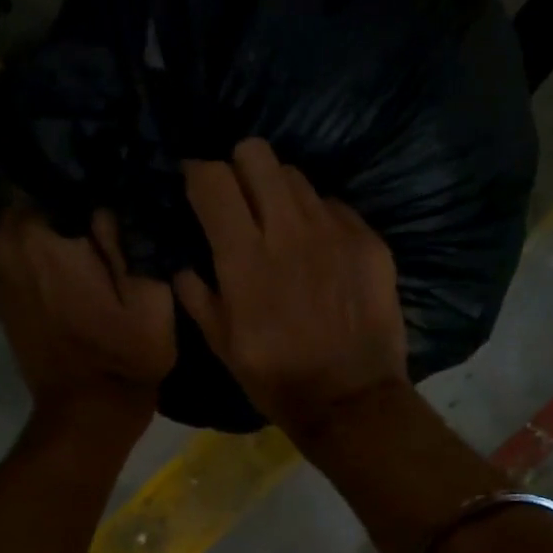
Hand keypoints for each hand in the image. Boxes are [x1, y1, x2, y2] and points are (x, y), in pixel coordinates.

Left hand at [0, 202, 175, 428]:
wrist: (87, 411)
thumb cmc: (126, 355)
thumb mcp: (149, 295)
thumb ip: (128, 233)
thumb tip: (115, 187)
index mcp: (41, 234)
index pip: (66, 172)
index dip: (99, 180)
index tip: (126, 195)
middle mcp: (5, 239)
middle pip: (46, 193)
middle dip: (79, 202)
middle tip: (118, 223)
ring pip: (34, 218)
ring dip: (64, 225)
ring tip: (101, 245)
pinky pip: (23, 245)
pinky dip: (47, 248)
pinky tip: (79, 267)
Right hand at [175, 138, 406, 441]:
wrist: (352, 398)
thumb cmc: (277, 378)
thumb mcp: (222, 345)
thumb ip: (197, 296)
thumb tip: (184, 266)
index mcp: (244, 257)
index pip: (213, 178)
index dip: (197, 174)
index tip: (194, 185)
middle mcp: (289, 230)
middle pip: (257, 154)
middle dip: (239, 167)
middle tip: (238, 197)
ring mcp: (334, 230)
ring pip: (296, 176)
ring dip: (278, 192)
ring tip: (279, 224)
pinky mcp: (368, 240)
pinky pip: (332, 205)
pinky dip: (316, 218)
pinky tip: (318, 250)